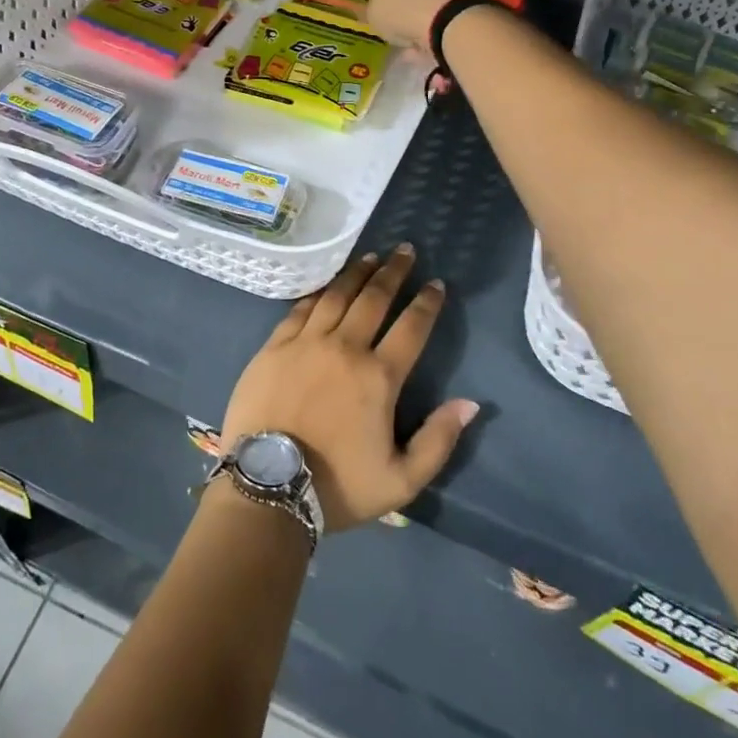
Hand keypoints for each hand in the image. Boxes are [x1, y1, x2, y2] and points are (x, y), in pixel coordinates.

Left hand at [220, 244, 478, 532]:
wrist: (267, 487)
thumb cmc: (337, 486)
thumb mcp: (401, 480)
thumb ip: (438, 441)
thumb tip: (470, 404)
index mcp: (378, 376)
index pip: (411, 327)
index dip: (427, 303)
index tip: (437, 284)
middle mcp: (344, 347)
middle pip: (374, 298)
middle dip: (394, 272)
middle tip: (405, 250)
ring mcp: (306, 342)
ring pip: (337, 295)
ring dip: (357, 273)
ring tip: (371, 256)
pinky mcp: (275, 346)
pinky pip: (302, 308)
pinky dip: (319, 293)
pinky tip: (327, 285)